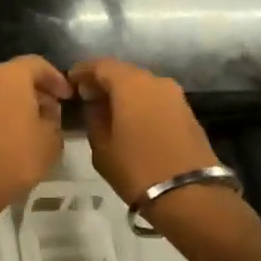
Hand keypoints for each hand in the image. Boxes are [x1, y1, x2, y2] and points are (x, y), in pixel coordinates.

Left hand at [0, 56, 71, 218]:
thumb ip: (54, 117)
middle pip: (19, 75)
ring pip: (4, 89)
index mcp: (11, 75)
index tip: (69, 97)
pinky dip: (7, 111)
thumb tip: (48, 111)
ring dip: (22, 101)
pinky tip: (19, 133)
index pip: (38, 64)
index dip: (57, 79)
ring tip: (40, 124)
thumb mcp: (51, 139)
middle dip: (39, 90)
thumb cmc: (16, 156)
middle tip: (56, 111)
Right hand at [69, 58, 219, 209]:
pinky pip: (156, 98)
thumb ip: (94, 117)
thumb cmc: (137, 168)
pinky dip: (141, 103)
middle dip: (104, 81)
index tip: (70, 83)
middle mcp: (154, 80)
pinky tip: (131, 120)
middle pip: (123, 72)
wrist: (190, 194)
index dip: (83, 71)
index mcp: (130, 84)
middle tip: (88, 96)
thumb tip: (94, 104)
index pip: (100, 65)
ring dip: (124, 93)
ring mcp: (175, 94)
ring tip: (109, 110)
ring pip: (142, 85)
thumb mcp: (101, 146)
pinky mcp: (187, 111)